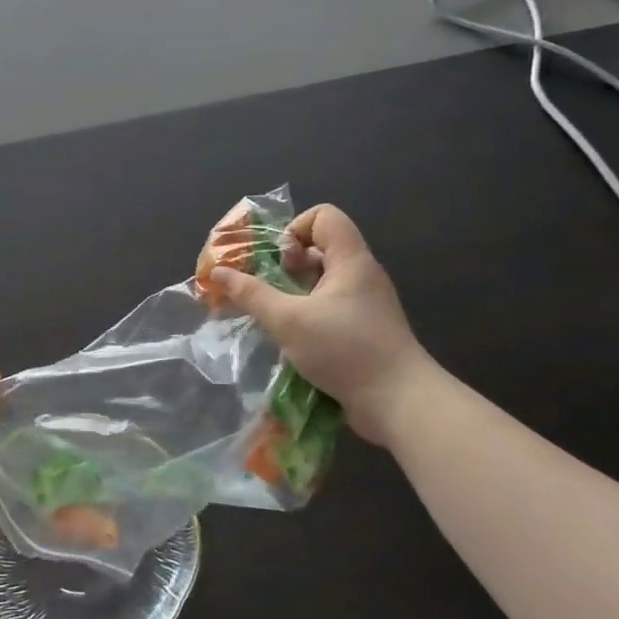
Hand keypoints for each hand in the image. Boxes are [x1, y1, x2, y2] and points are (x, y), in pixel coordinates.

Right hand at [208, 204, 436, 444]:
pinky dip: (307, 315)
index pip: (324, 216)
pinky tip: (292, 339)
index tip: (279, 262)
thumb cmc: (345, 350)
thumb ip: (252, 294)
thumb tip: (218, 272)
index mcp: (351, 260)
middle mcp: (361, 275)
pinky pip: (330, 307)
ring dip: (293, 293)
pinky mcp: (365, 330)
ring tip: (273, 316)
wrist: (400, 403)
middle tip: (267, 289)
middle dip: (286, 265)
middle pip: (320, 248)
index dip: (296, 228)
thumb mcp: (288, 320)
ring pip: (322, 281)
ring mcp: (365, 304)